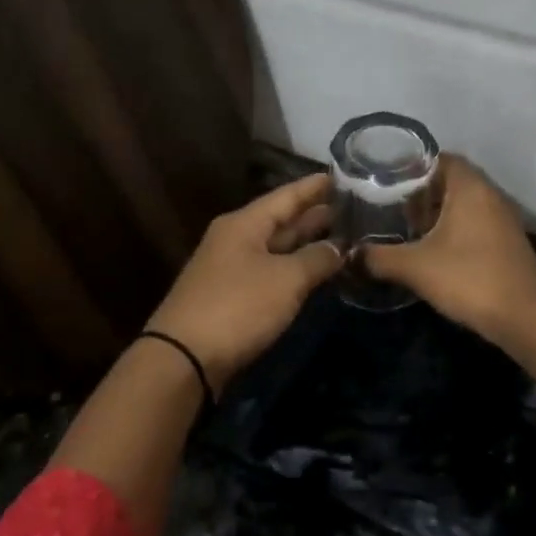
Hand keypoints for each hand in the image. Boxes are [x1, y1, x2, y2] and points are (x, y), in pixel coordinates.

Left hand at [145, 173, 343, 391]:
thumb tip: (339, 248)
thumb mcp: (286, 279)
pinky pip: (270, 272)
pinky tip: (314, 272)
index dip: (314, 187)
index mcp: (244, 224)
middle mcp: (235, 240)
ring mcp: (231, 269)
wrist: (184, 359)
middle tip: (352, 209)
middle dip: (314, 216)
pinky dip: (294, 269)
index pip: (286, 196)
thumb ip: (317, 259)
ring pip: (276, 248)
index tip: (341, 176)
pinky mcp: (231, 297)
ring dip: (306, 244)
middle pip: (281, 221)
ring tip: (342, 238)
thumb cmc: (238, 306)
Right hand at [362, 155, 535, 342]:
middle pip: (453, 180)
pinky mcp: (509, 242)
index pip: (441, 158)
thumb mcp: (415, 267)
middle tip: (391, 202)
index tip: (387, 177)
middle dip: (422, 190)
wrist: (523, 317)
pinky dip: (455, 227)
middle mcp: (491, 194)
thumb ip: (379, 257)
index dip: (413, 165)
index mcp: (471, 187)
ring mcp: (504, 219)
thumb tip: (351, 254)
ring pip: (466, 203)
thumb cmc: (468, 278)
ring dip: (439, 210)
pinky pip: (477, 222)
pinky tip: (434, 247)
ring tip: (407, 225)